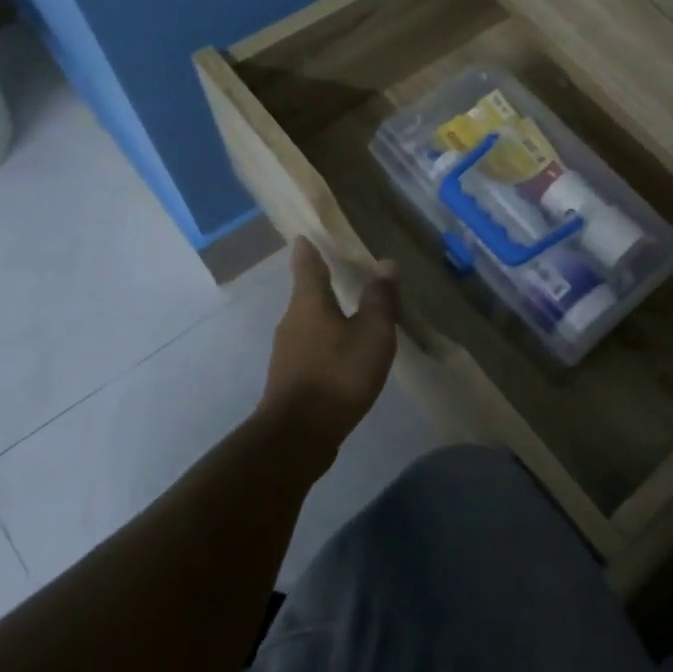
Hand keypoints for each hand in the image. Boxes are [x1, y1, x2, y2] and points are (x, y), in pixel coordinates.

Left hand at [259, 238, 399, 444]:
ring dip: (326, 318)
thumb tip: (385, 263)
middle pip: (307, 296)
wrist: (299, 434)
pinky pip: (310, 350)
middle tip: (342, 276)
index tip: (304, 237)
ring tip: (350, 317)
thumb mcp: (372, 333)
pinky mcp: (289, 379)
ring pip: (308, 324)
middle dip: (322, 286)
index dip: (308, 250)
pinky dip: (326, 345)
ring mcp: (287, 352)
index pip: (307, 265)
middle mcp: (292, 321)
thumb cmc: (339, 373)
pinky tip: (343, 357)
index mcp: (309, 303)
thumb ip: (379, 299)